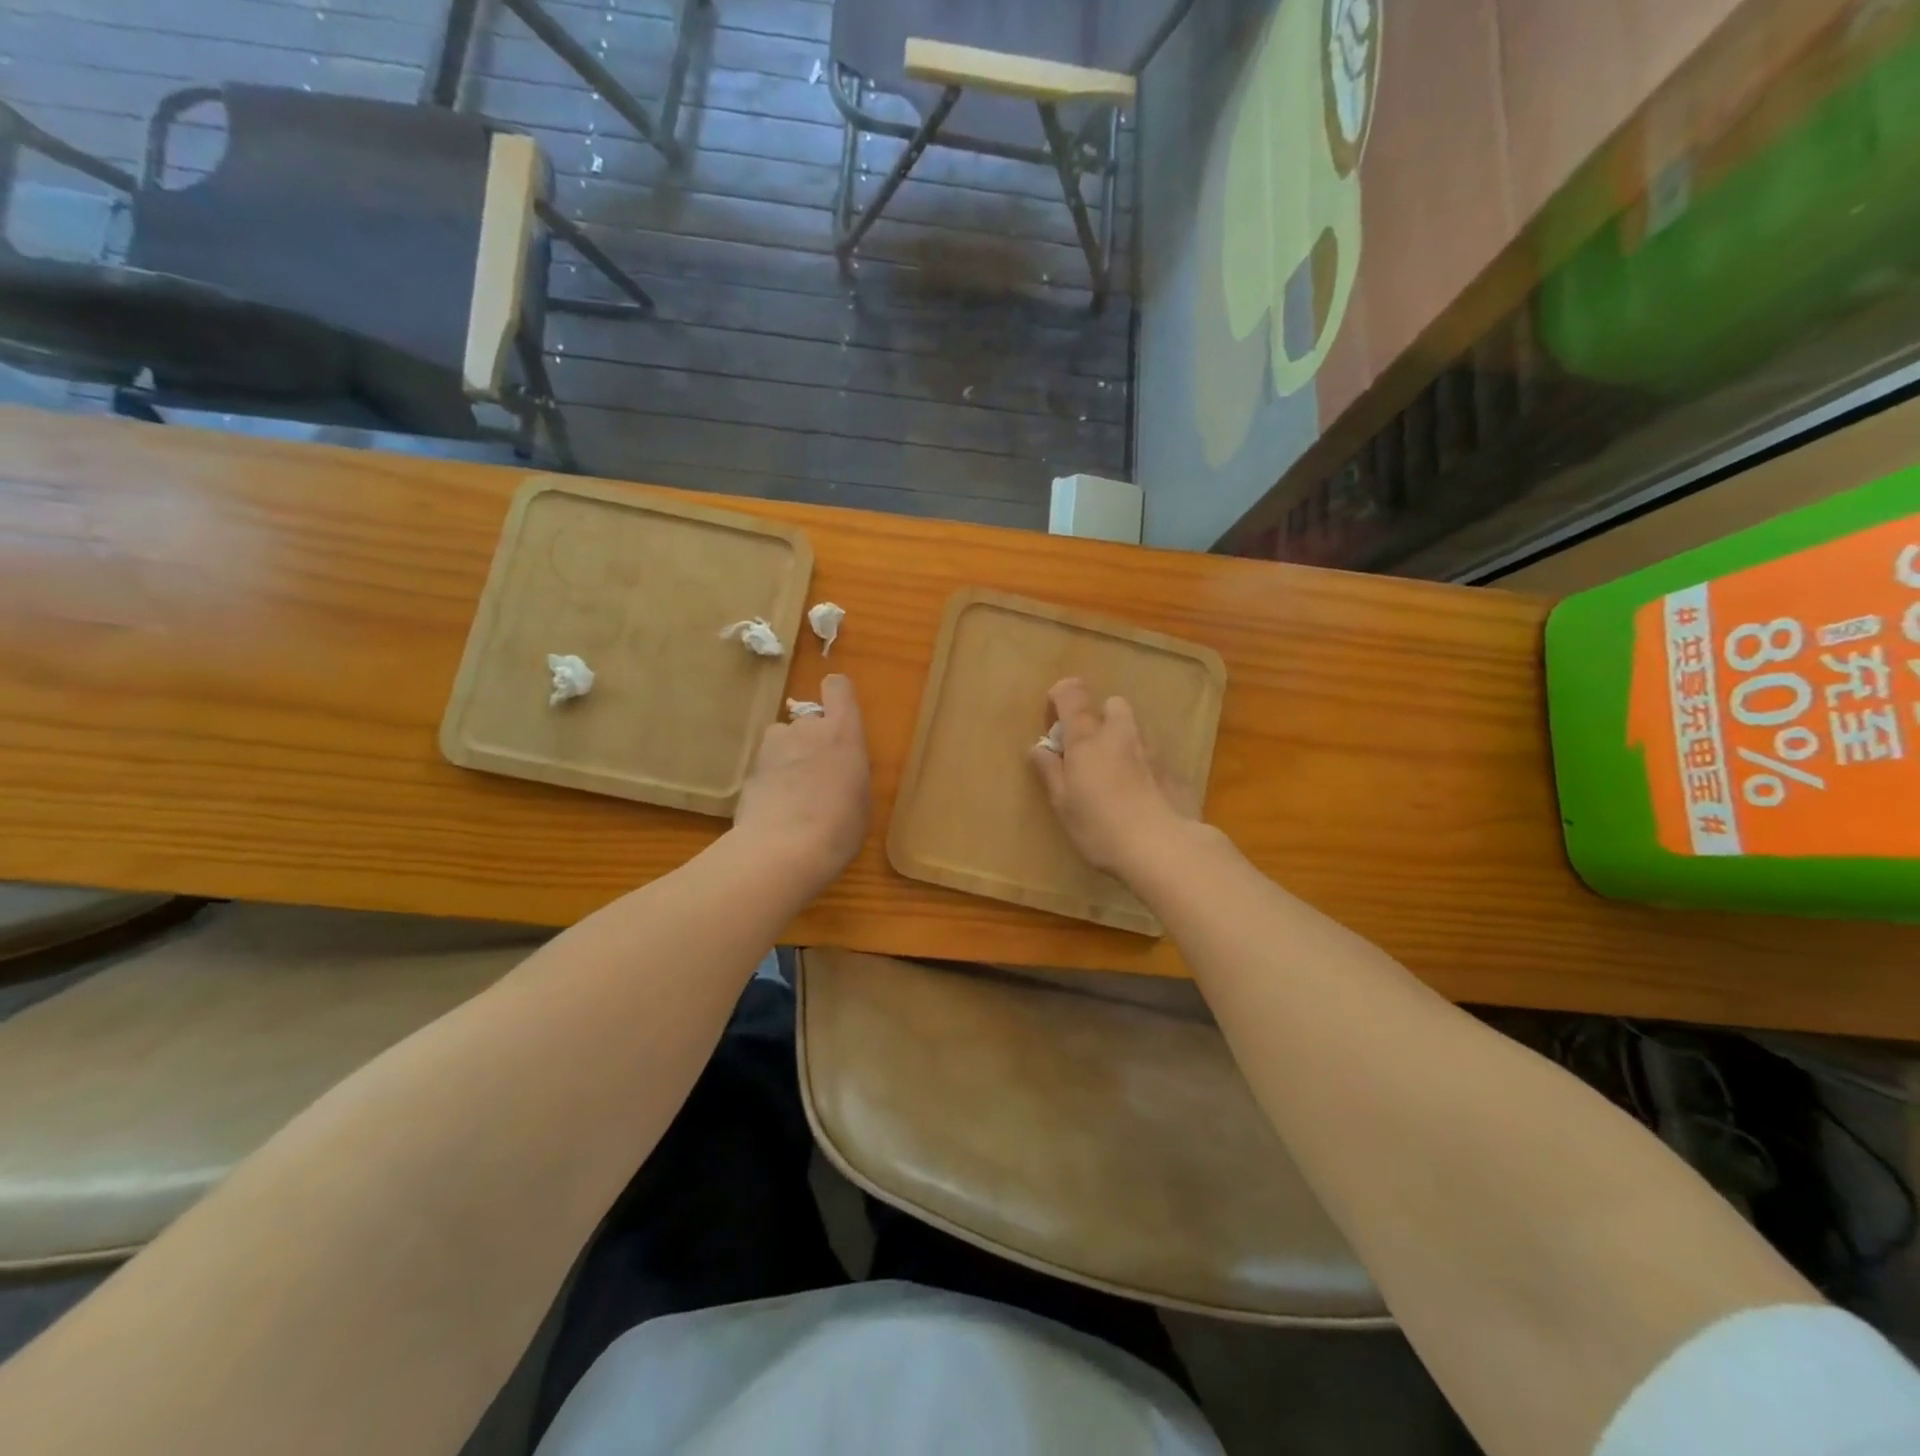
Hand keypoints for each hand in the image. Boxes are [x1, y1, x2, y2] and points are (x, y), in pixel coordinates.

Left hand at [732, 674, 870, 890]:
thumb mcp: (861, 799)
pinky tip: (775, 808)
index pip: (838, 688)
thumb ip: (848, 772)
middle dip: (812, 738)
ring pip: (782, 739)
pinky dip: (770, 779)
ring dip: (787, 755)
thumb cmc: (840, 826)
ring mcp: (773, 746)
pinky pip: (765, 764)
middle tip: (817, 774)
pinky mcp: (749, 768)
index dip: (837, 696)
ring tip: (792, 791)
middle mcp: (807, 729)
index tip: (839, 714)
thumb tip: (837, 773)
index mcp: (842, 732)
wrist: (784, 849)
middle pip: (809, 718)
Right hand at [1029, 677, 1198, 877]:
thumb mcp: (1063, 804)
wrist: (1164, 848)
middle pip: (1112, 705)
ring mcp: (1154, 750)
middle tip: (1090, 752)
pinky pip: (1155, 758)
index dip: (1060, 697)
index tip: (1054, 722)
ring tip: (1117, 779)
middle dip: (1100, 719)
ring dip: (1124, 743)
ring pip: (1136, 731)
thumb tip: (1038, 748)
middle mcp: (1122, 733)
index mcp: (1087, 737)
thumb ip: (1050, 771)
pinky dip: (1145, 768)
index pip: (1071, 693)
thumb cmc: (1101, 826)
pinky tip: (1143, 800)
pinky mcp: (1176, 771)